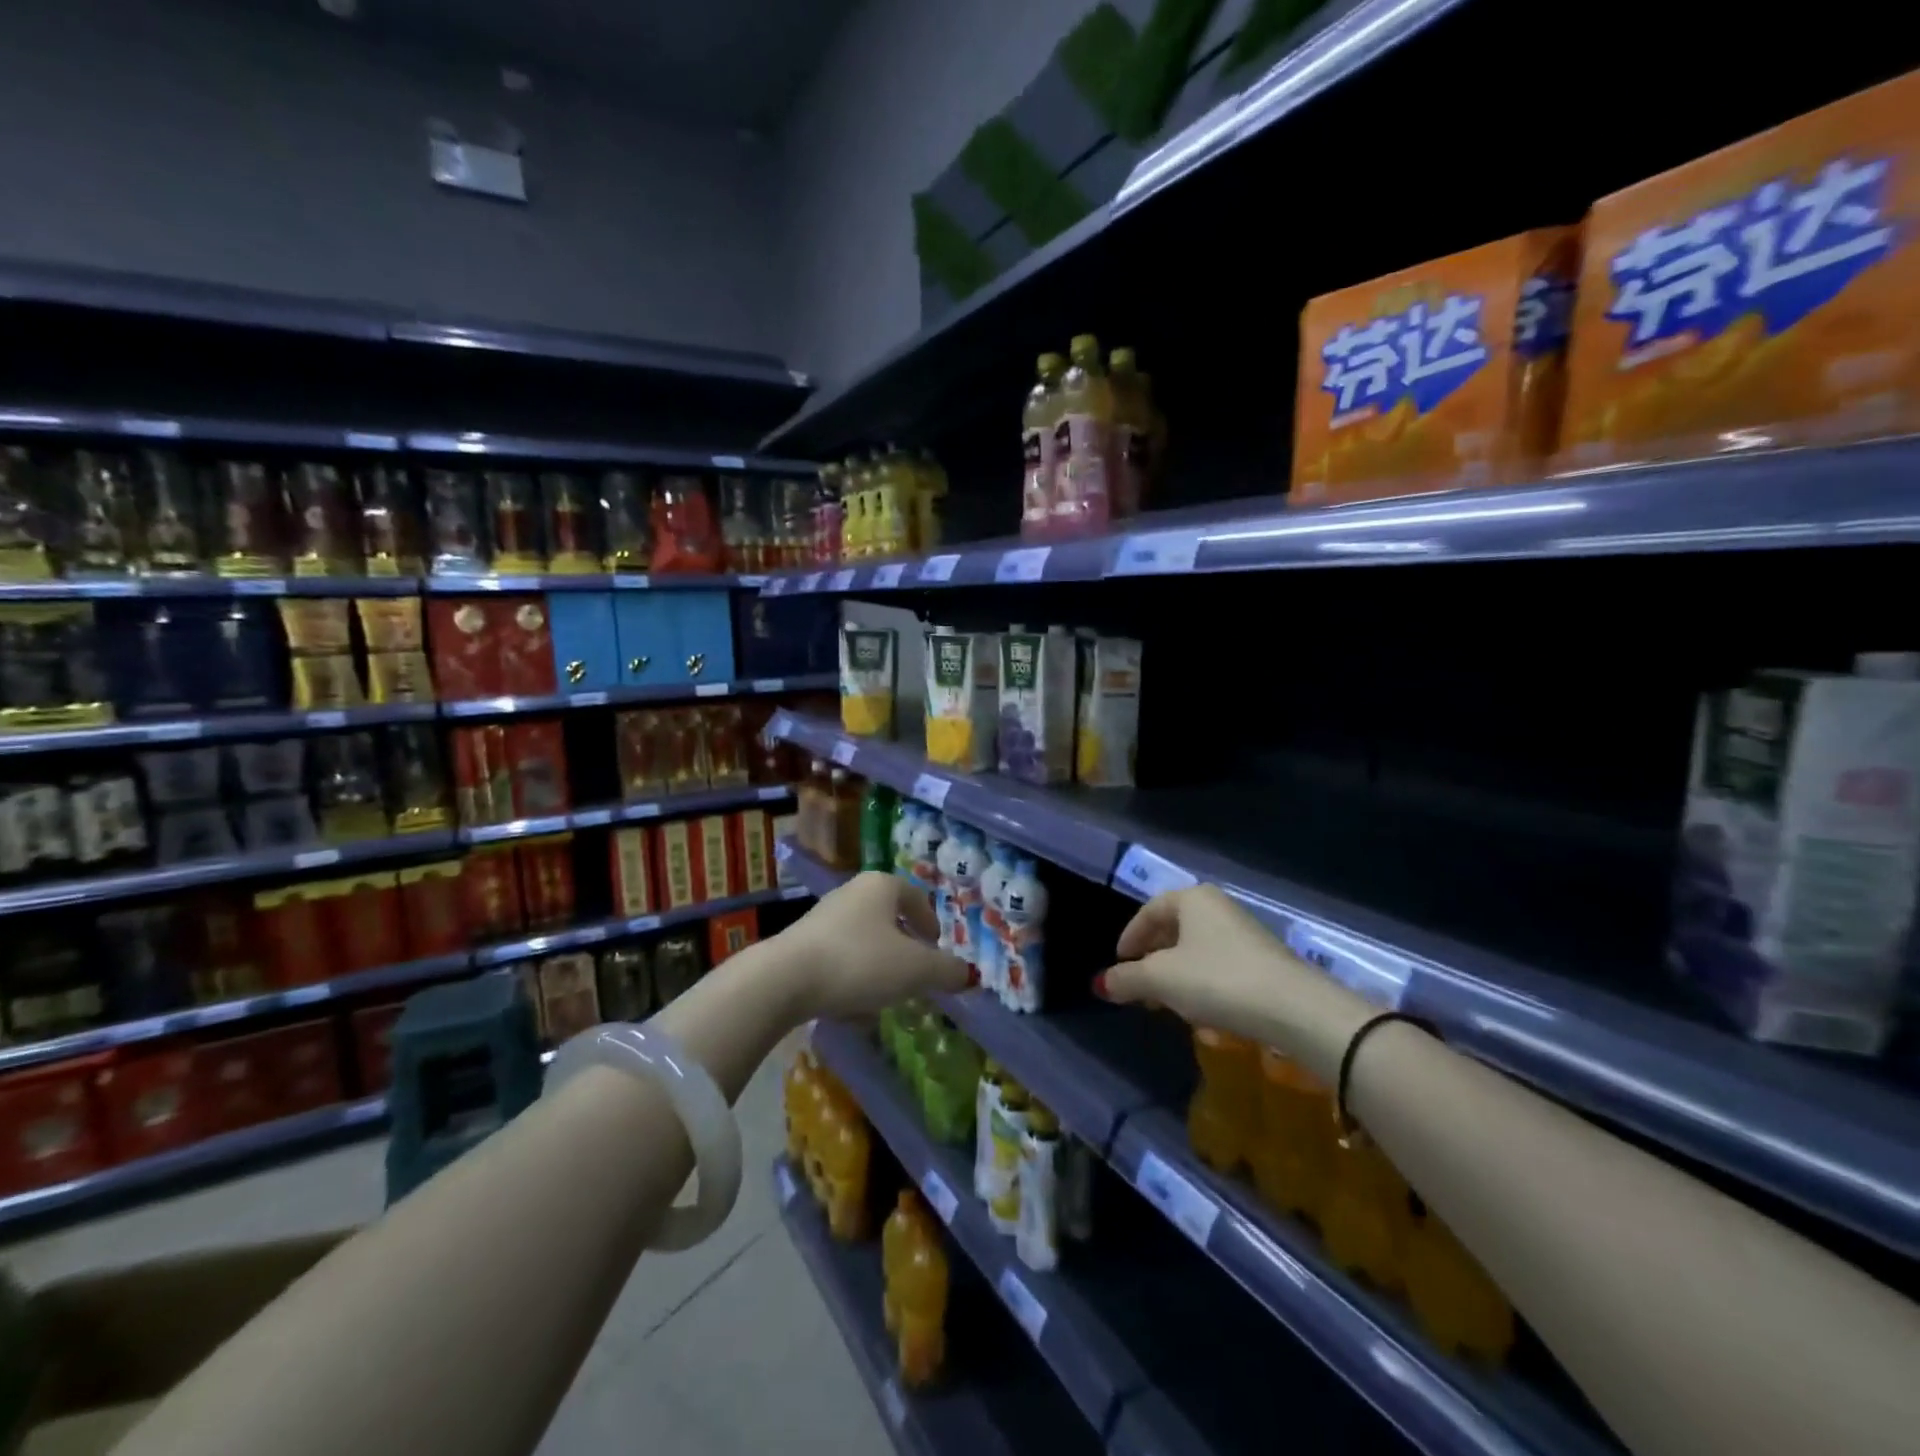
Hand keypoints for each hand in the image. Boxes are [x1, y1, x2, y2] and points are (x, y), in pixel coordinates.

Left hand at [785, 871, 970, 1020]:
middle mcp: (852, 893)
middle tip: (916, 977)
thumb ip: (946, 971)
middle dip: (904, 950)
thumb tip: (969, 975)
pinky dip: (851, 982)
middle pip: (888, 920)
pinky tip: (852, 1011)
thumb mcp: (915, 970)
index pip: (916, 897)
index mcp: (882, 886)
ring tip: (885, 1000)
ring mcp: (823, 918)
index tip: (937, 950)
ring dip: (878, 969)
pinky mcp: (801, 946)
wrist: (785, 980)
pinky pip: (839, 962)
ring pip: (864, 943)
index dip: (931, 923)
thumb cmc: (860, 962)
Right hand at [1097, 884, 1373, 1079]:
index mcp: (1192, 899)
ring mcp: (1245, 933)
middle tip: (1140, 985)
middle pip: (1174, 928)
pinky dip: (1202, 984)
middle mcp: (1218, 907)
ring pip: (1197, 949)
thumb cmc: (1216, 980)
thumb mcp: (1161, 980)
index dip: (1129, 937)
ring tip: (1167, 1004)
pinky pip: (1220, 966)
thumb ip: (1126, 979)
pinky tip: (1203, 1012)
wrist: (1294, 1009)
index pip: (1149, 911)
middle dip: (1153, 958)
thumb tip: (1099, 984)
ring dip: (1177, 974)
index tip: (1119, 964)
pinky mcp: (1264, 961)